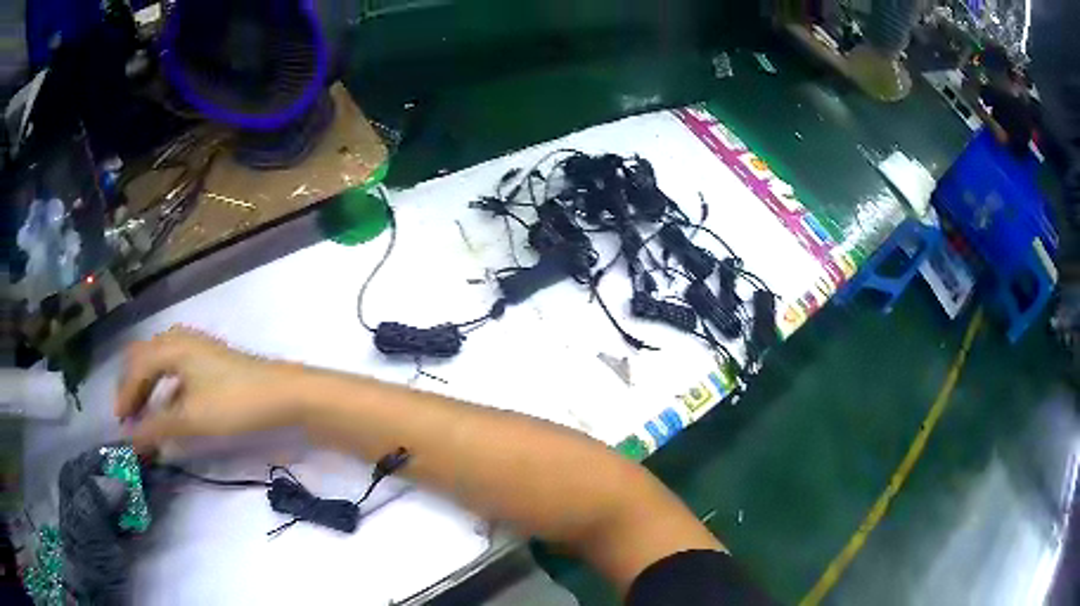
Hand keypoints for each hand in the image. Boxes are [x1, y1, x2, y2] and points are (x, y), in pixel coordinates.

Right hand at [115, 326, 303, 451]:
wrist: (284, 395)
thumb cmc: (234, 402)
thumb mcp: (191, 418)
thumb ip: (158, 427)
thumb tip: (131, 439)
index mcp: (171, 345)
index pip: (136, 366)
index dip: (125, 394)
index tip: (119, 422)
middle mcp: (180, 339)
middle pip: (145, 359)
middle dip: (133, 387)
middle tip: (128, 417)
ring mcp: (196, 349)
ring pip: (160, 365)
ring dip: (148, 389)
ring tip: (144, 417)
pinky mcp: (209, 363)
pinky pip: (175, 372)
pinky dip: (165, 391)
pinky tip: (168, 412)